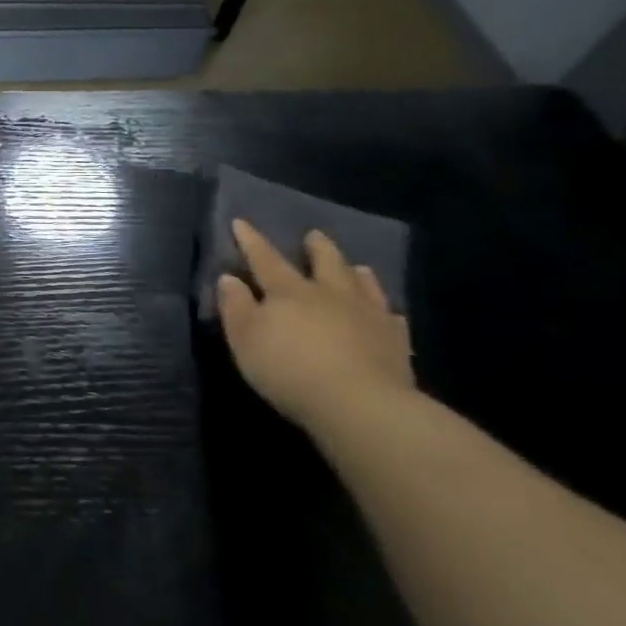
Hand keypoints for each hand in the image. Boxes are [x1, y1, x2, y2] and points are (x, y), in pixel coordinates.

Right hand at [216, 221, 415, 433]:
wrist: (359, 404)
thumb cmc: (289, 369)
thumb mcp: (245, 339)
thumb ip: (236, 307)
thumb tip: (229, 278)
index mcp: (289, 292)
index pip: (265, 259)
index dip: (251, 241)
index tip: (241, 222)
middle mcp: (330, 295)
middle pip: (325, 263)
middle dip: (317, 248)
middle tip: (314, 235)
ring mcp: (368, 316)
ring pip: (363, 285)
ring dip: (356, 273)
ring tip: (357, 267)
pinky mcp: (396, 343)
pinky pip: (392, 319)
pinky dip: (386, 312)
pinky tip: (389, 313)